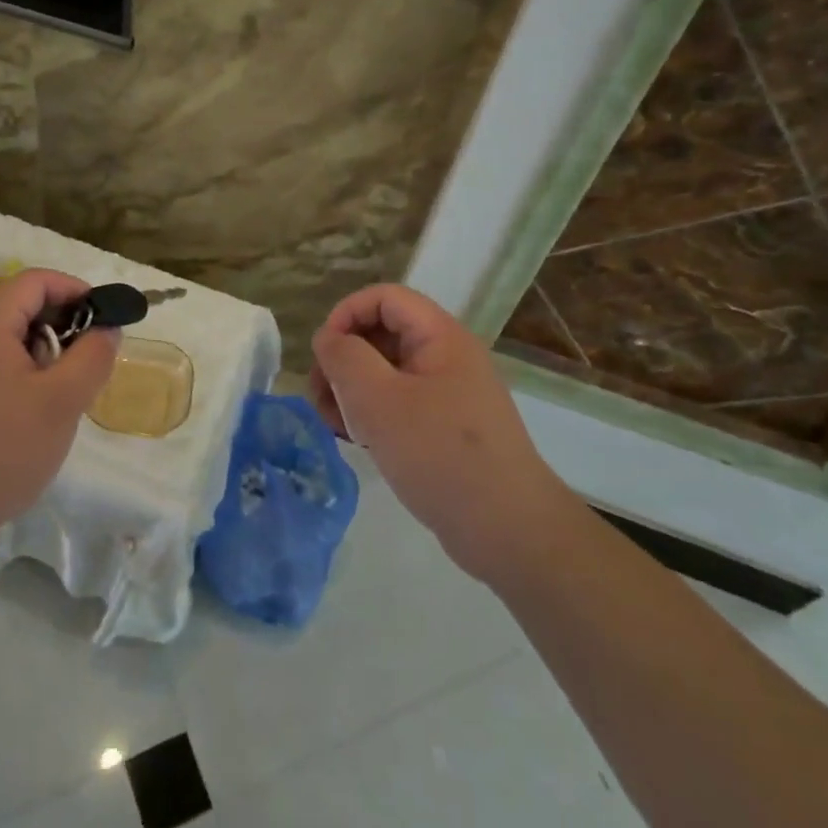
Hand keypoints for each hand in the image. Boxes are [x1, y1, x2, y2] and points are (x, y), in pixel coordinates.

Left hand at [0, 269, 119, 557]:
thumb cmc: (1, 451)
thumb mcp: (62, 403)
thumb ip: (93, 356)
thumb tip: (107, 328)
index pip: (35, 280)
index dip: (75, 290)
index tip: (104, 319)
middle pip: (20, 304)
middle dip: (62, 323)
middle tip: (87, 361)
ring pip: (8, 334)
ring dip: (43, 349)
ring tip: (62, 390)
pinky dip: (22, 368)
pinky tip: (33, 408)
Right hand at [308, 284, 571, 576]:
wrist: (507, 530)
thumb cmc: (439, 453)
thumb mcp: (378, 399)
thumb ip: (344, 357)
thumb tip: (329, 339)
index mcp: (440, 337)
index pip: (384, 297)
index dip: (346, 314)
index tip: (323, 353)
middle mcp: (447, 357)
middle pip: (382, 333)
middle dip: (343, 358)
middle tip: (320, 396)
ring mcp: (448, 394)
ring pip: (386, 371)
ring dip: (351, 389)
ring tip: (333, 424)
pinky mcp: (445, 427)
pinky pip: (399, 403)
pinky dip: (371, 413)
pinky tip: (356, 440)